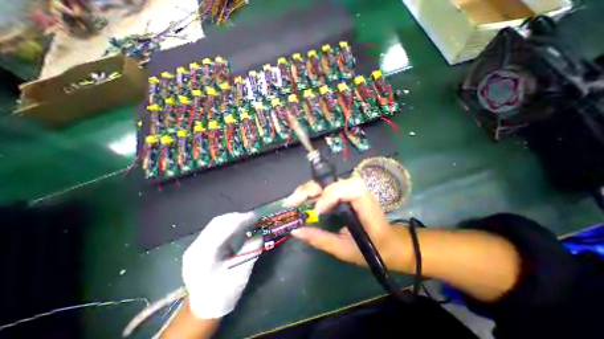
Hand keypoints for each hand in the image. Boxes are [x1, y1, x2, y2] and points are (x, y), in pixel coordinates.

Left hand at [182, 213, 261, 319]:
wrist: (204, 308)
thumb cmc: (223, 294)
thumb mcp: (240, 275)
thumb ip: (250, 254)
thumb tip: (259, 236)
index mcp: (203, 256)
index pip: (222, 229)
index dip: (240, 219)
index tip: (255, 216)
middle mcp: (196, 248)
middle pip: (218, 223)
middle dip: (237, 217)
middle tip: (253, 218)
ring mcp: (196, 246)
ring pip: (216, 224)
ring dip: (234, 220)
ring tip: (248, 222)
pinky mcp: (200, 246)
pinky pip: (216, 229)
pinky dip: (229, 226)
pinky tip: (239, 229)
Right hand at [286, 177, 412, 272]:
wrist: (389, 243)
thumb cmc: (373, 248)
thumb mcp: (345, 250)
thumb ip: (320, 239)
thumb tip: (295, 231)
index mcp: (366, 205)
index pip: (350, 189)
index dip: (331, 195)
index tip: (318, 211)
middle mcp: (359, 192)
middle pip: (333, 182)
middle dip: (310, 189)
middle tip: (291, 202)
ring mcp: (351, 190)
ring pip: (327, 182)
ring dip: (308, 190)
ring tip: (294, 201)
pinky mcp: (345, 193)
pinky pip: (326, 188)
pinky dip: (313, 193)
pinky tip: (303, 200)